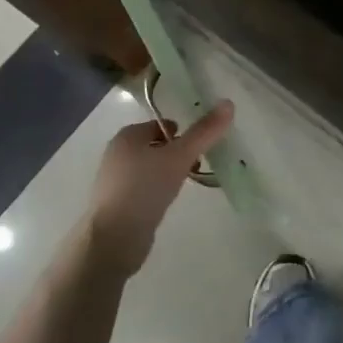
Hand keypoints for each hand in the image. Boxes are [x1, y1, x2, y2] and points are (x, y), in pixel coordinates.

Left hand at [85, 101, 233, 274]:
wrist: (114, 239)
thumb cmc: (145, 188)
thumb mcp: (179, 157)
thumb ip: (204, 132)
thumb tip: (228, 103)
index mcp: (127, 136)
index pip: (160, 125)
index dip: (182, 132)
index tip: (201, 146)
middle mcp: (117, 154)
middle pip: (156, 146)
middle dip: (177, 153)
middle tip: (197, 165)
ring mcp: (115, 181)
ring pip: (150, 168)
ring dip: (169, 172)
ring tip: (186, 184)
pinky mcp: (117, 205)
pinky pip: (143, 189)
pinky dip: (158, 191)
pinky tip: (168, 202)